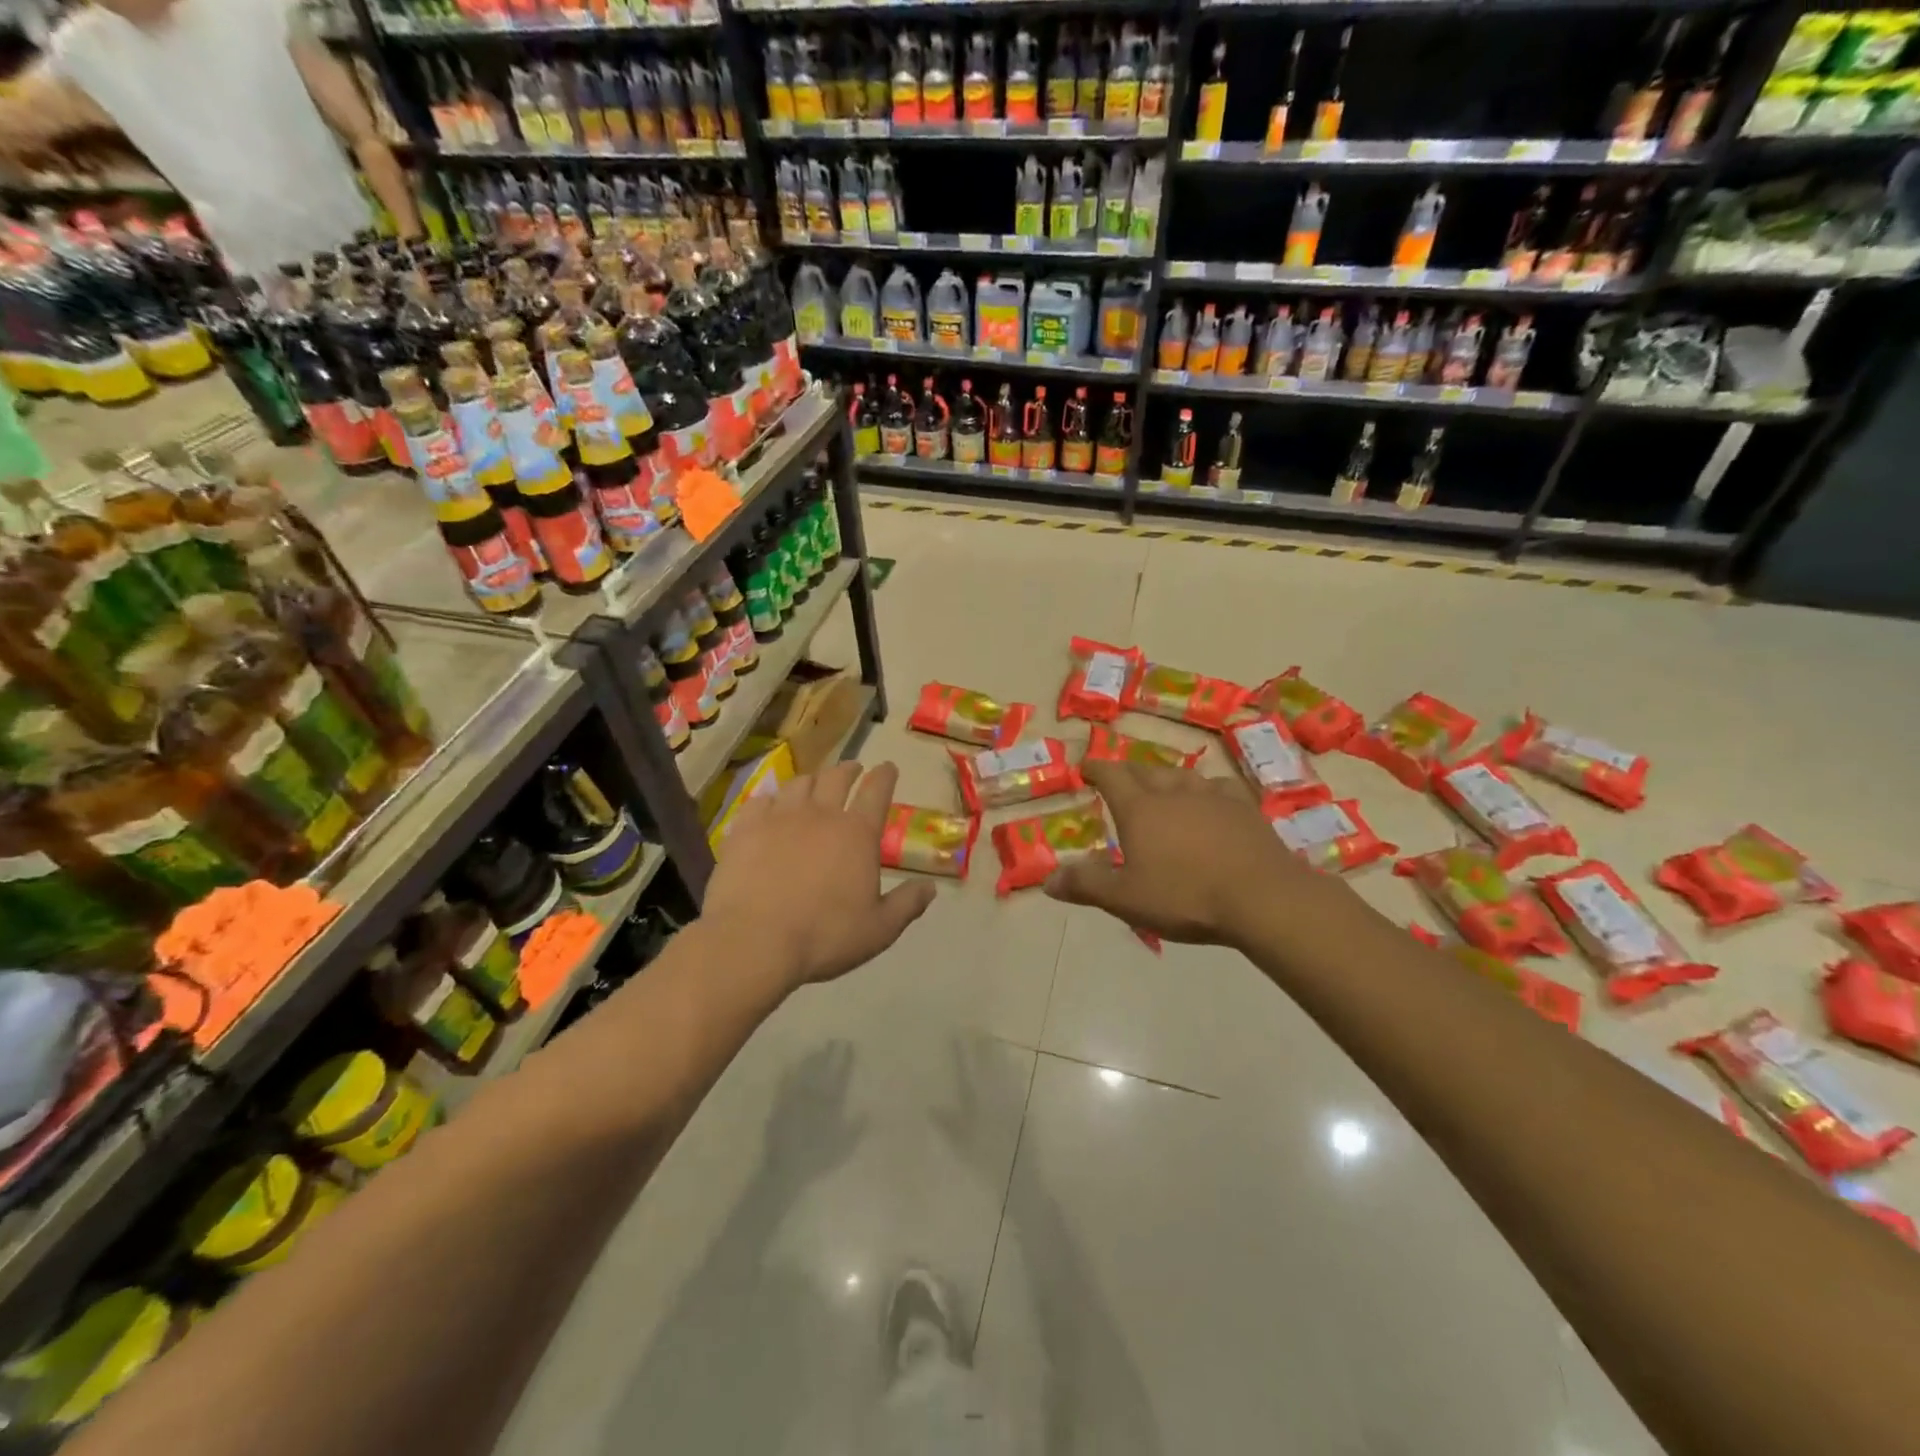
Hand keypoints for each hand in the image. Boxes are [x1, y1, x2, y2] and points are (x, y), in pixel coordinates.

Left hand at [703, 761, 935, 989]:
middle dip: (849, 770)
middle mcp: (821, 814)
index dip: (885, 776)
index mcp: (857, 833)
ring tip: (813, 785)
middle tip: (853, 770)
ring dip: (812, 780)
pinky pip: (760, 801)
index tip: (888, 768)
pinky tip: (769, 805)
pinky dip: (770, 799)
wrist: (755, 941)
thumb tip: (930, 887)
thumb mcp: (879, 929)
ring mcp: (780, 817)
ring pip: (799, 783)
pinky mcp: (745, 828)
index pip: (877, 791)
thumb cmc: (824, 936)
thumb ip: (907, 904)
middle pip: (837, 778)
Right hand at [1044, 760, 1328, 945]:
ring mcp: (1212, 796)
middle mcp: (1173, 792)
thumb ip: (1086, 885)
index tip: (1085, 766)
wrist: (1262, 897)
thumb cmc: (1186, 896)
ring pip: (1182, 775)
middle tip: (1118, 777)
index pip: (1111, 776)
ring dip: (1165, 777)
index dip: (1095, 768)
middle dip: (1126, 771)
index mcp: (1140, 809)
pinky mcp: (1244, 807)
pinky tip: (1210, 798)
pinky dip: (1205, 789)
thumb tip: (1047, 880)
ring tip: (1160, 785)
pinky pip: (1218, 786)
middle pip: (1144, 770)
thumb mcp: (1126, 898)